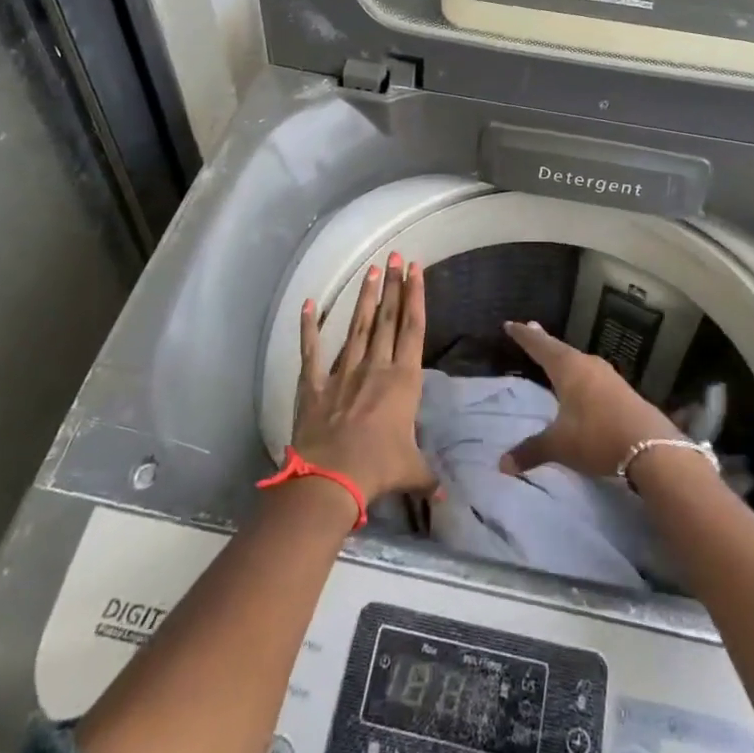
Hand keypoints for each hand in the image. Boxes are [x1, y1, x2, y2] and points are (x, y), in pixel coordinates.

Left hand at [291, 254, 437, 502]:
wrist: (332, 477)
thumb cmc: (379, 468)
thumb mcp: (412, 472)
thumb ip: (429, 478)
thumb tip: (446, 497)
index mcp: (403, 380)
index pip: (413, 329)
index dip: (416, 296)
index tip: (416, 269)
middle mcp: (375, 367)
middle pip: (387, 319)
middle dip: (393, 286)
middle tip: (395, 256)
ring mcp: (343, 372)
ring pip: (357, 326)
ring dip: (364, 298)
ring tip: (371, 270)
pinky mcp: (315, 385)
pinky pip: (311, 351)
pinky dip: (308, 328)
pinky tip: (307, 305)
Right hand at [498, 321, 680, 477]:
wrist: (651, 446)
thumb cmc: (597, 437)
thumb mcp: (560, 446)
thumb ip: (531, 451)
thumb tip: (502, 465)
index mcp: (568, 369)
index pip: (540, 346)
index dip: (524, 336)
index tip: (510, 323)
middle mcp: (587, 364)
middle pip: (560, 348)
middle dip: (543, 341)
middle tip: (531, 328)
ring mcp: (607, 375)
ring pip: (578, 360)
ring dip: (563, 356)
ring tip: (554, 354)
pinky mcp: (622, 389)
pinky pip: (592, 373)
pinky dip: (579, 371)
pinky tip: (581, 380)